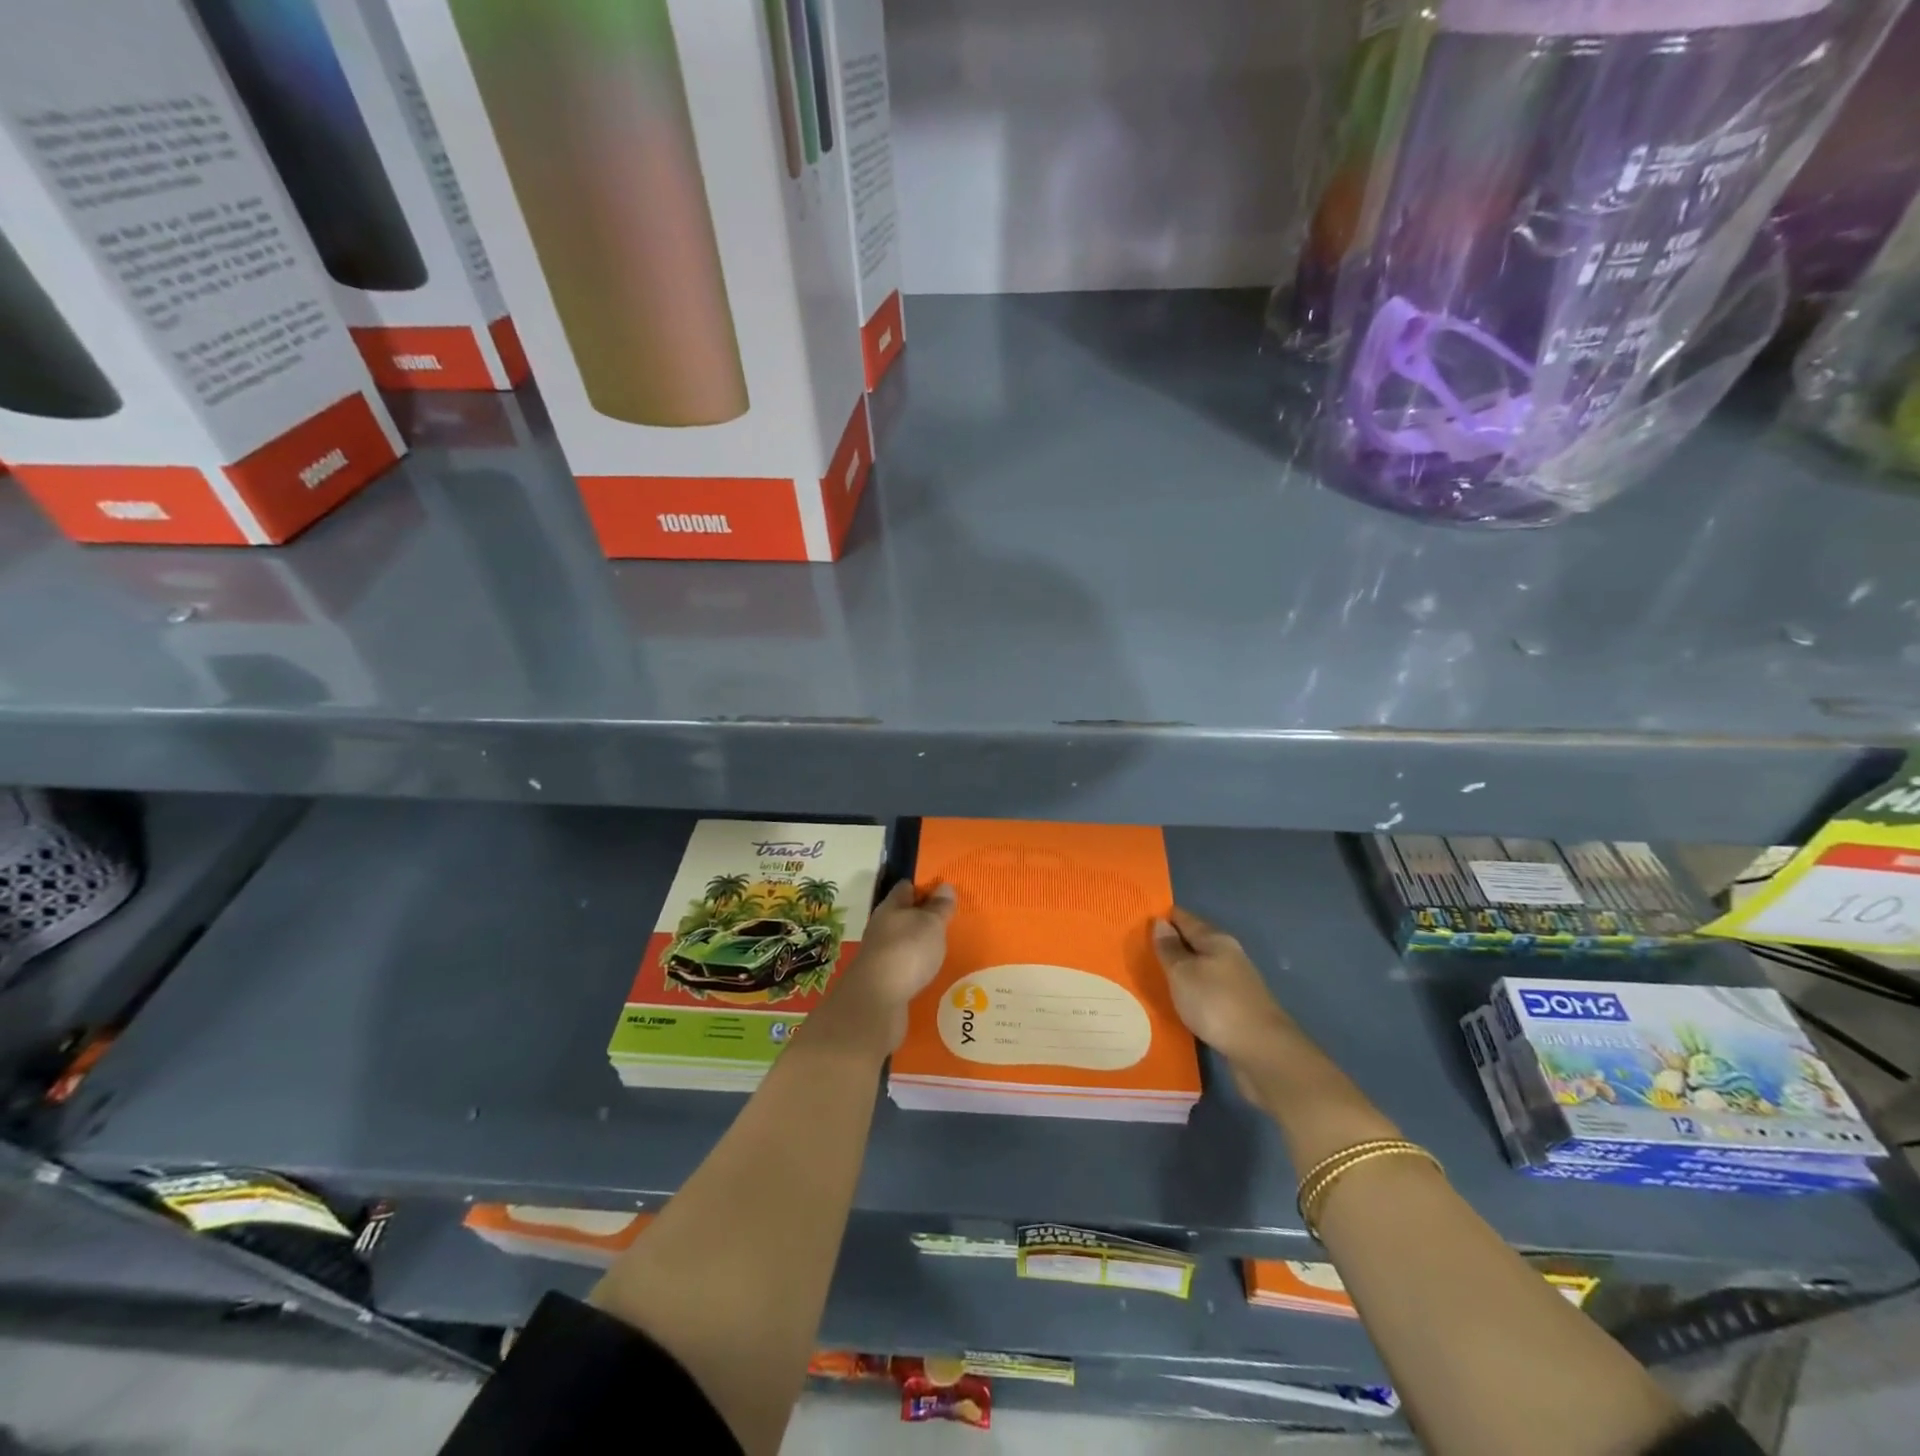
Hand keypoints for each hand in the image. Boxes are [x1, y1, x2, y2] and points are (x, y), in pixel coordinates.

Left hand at [820, 881, 956, 1052]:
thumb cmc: (907, 951)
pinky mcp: (882, 980)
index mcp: (890, 908)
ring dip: (918, 943)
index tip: (942, 891)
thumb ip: (939, 907)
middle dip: (921, 916)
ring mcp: (879, 955)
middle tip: (947, 920)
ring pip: (901, 942)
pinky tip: (928, 973)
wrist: (876, 1001)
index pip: (905, 888)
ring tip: (942, 948)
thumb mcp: (931, 924)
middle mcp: (881, 928)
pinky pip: (902, 966)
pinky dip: (914, 966)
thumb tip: (944, 886)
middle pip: (902, 915)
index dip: (923, 886)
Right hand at [1152, 907, 1294, 1072]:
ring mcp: (1236, 983)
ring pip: (1201, 968)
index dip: (1164, 916)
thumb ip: (1169, 949)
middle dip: (1171, 943)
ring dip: (1182, 969)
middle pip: (1195, 942)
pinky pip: (1207, 991)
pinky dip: (1191, 991)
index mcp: (1216, 940)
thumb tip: (1161, 923)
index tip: (1140, 918)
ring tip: (1154, 975)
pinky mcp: (1237, 1009)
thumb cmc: (1216, 1003)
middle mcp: (1229, 956)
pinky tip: (1178, 1000)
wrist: (1261, 1051)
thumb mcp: (1183, 973)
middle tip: (1140, 948)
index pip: (1185, 919)